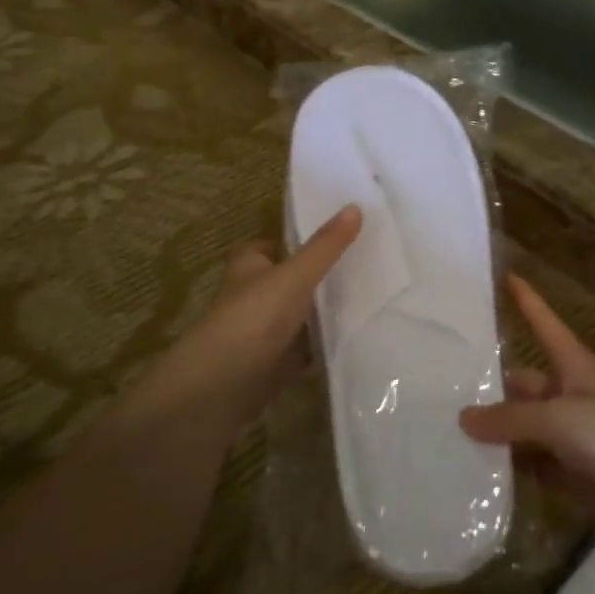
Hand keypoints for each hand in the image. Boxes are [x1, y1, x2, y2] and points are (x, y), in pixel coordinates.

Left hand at [146, 205, 361, 436]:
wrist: (221, 386)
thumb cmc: (253, 318)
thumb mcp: (295, 275)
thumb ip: (326, 246)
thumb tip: (355, 206)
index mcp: (249, 265)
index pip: (273, 244)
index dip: (298, 240)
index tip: (336, 237)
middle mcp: (253, 295)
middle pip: (290, 280)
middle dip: (320, 276)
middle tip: (366, 264)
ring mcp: (263, 331)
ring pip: (299, 315)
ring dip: (324, 311)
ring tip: (373, 296)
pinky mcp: (273, 364)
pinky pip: (305, 349)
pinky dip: (324, 345)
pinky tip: (356, 337)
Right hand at [460, 275, 594, 543]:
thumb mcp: (558, 418)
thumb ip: (510, 419)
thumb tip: (464, 418)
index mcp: (575, 366)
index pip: (545, 324)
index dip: (527, 301)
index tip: (507, 275)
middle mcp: (571, 396)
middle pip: (525, 384)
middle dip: (492, 386)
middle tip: (445, 387)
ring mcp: (574, 437)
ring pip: (526, 428)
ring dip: (497, 433)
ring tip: (448, 431)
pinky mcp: (576, 475)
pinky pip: (534, 467)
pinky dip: (511, 469)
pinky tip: (476, 473)